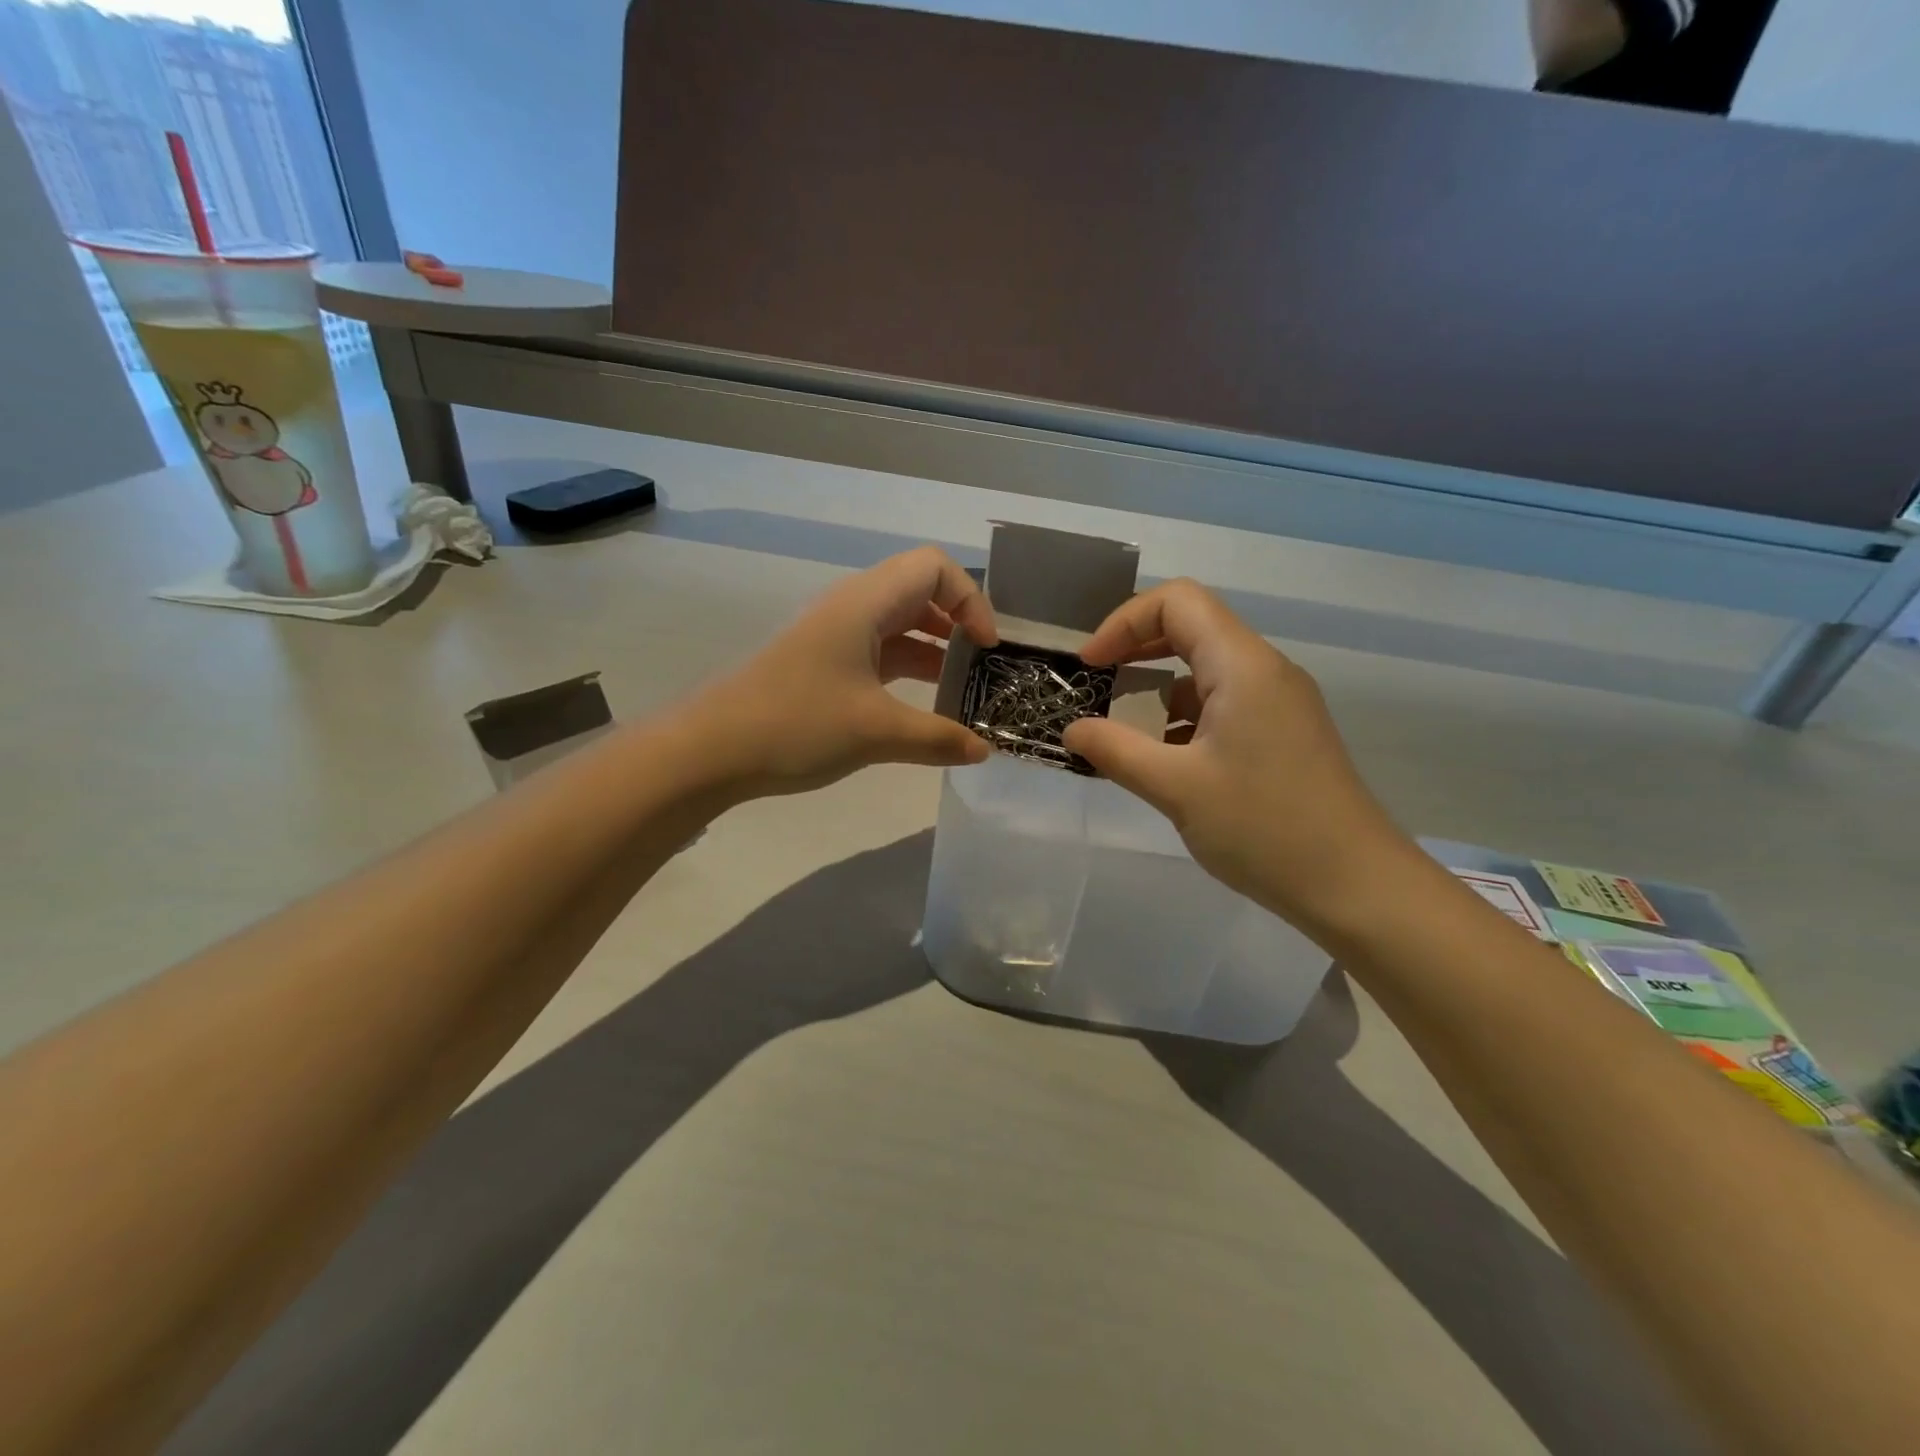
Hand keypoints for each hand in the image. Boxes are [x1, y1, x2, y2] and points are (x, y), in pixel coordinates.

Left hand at [690, 547, 996, 798]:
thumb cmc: (797, 724)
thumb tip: (983, 750)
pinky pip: (881, 654)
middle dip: (959, 623)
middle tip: (983, 666)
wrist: (712, 750)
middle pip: (920, 592)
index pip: (934, 568)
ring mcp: (837, 637)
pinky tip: (925, 708)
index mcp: (865, 603)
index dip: (971, 599)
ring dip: (935, 651)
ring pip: (900, 626)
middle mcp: (853, 608)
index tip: (986, 647)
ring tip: (963, 690)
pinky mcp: (827, 665)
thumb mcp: (876, 732)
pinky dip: (909, 671)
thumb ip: (938, 739)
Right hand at [1062, 580, 1416, 932]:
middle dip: (1135, 649)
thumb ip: (1116, 751)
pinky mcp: (1284, 732)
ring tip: (1123, 734)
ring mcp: (1279, 702)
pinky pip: (1224, 703)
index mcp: (1243, 666)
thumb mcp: (1176, 788)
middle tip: (1097, 686)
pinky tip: (1165, 761)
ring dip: (1158, 690)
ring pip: (1206, 669)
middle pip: (1192, 628)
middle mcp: (1265, 670)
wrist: (1356, 885)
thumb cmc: (1264, 829)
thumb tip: (1071, 731)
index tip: (1090, 666)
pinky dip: (1184, 717)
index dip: (1123, 622)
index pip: (1177, 602)